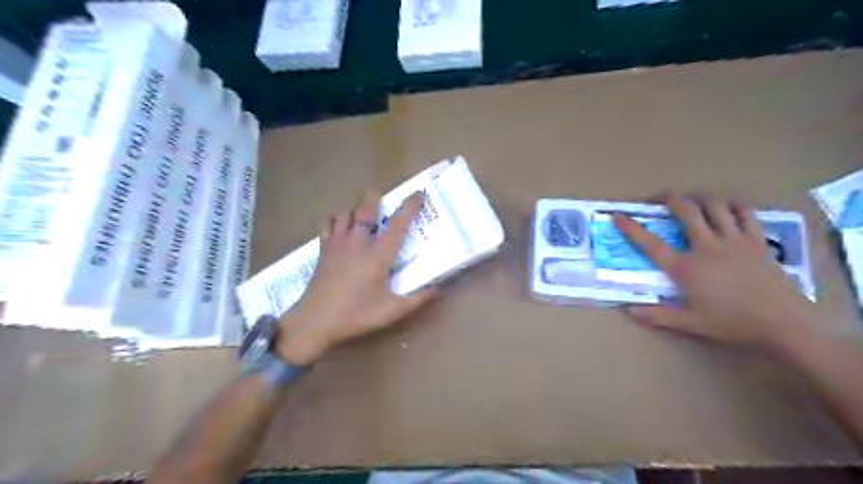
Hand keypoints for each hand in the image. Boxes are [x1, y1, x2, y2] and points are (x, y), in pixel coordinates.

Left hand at [277, 190, 439, 365]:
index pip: (398, 224)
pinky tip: (341, 223)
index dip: (410, 206)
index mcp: (378, 255)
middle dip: (375, 197)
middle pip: (367, 207)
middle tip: (383, 198)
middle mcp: (359, 242)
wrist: (315, 321)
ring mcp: (338, 242)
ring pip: (347, 211)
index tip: (418, 193)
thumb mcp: (392, 311)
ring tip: (364, 212)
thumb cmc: (356, 315)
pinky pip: (329, 222)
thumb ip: (417, 299)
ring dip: (357, 208)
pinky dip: (336, 217)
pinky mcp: (324, 248)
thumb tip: (438, 289)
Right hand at [612, 193, 820, 351]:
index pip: (650, 243)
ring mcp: (734, 241)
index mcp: (685, 267)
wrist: (782, 324)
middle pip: (686, 211)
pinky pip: (745, 214)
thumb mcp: (690, 323)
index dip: (631, 228)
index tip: (618, 215)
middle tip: (660, 197)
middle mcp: (706, 247)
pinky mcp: (757, 241)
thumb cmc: (731, 323)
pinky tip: (728, 208)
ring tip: (694, 199)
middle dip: (670, 198)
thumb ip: (657, 316)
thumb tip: (629, 310)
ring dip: (701, 198)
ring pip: (716, 206)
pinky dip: (734, 206)